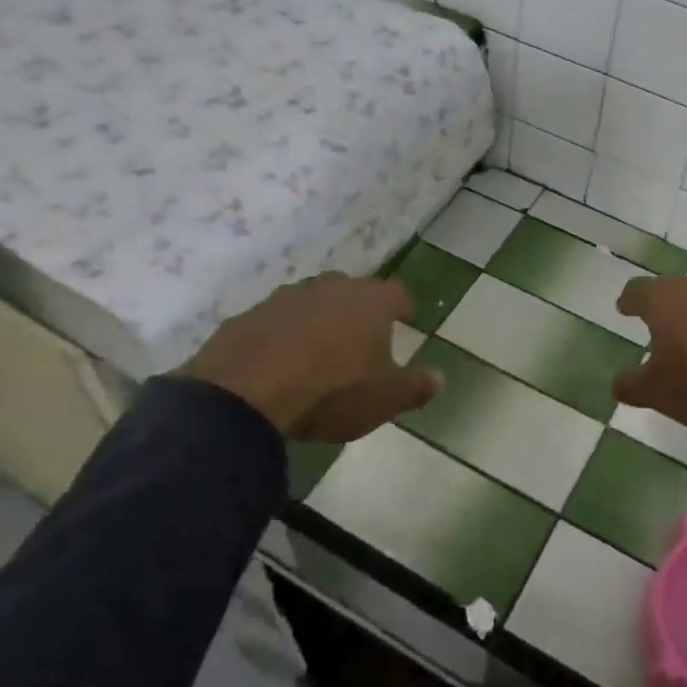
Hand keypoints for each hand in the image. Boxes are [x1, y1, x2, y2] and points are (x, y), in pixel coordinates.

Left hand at [178, 273, 438, 440]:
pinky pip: (274, 322)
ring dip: (317, 320)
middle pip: (352, 291)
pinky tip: (278, 363)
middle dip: (357, 310)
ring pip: (311, 302)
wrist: (246, 393)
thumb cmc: (332, 391)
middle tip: (360, 337)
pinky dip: (281, 336)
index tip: (405, 321)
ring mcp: (285, 298)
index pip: (397, 294)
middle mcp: (330, 288)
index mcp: (370, 301)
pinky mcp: (247, 316)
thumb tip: (440, 378)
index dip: (402, 308)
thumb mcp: (385, 398)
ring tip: (318, 351)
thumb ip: (416, 386)